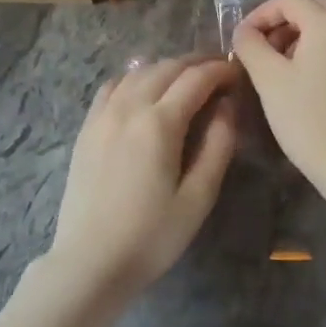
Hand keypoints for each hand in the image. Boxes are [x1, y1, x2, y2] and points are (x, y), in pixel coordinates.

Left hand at [48, 55, 239, 297]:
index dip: (221, 70)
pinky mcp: (87, 128)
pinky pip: (112, 86)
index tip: (238, 73)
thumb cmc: (151, 236)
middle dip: (197, 63)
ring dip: (167, 67)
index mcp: (159, 123)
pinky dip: (135, 77)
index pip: (196, 78)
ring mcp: (102, 115)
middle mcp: (129, 107)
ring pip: (139, 72)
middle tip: (219, 72)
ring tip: (187, 79)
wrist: (89, 262)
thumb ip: (218, 145)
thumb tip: (228, 106)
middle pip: (167, 67)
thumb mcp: (198, 197)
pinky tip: (144, 89)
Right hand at [231, 0, 325, 179]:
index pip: (288, 0)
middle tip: (260, 46)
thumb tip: (244, 31)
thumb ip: (250, 44)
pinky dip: (315, 47)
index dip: (260, 14)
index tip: (242, 38)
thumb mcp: (268, 77)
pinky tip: (299, 76)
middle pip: (310, 6)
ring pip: (324, 24)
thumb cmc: (304, 117)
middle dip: (281, 20)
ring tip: (276, 63)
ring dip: (297, 34)